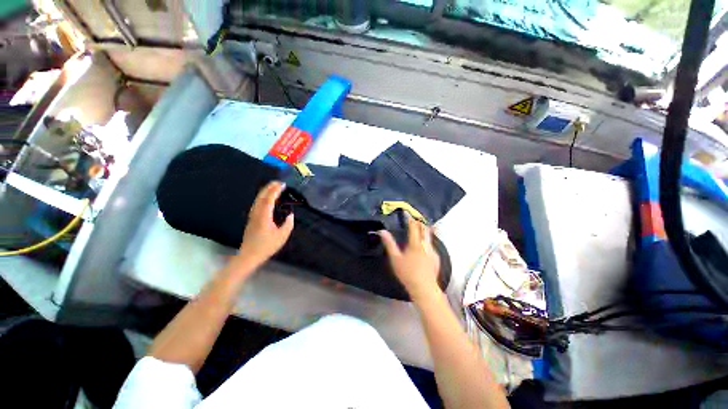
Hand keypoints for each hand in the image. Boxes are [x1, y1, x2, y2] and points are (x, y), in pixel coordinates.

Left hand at [235, 181, 293, 272]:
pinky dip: (263, 197)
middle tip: (278, 182)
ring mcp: (252, 216)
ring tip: (273, 187)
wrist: (249, 255)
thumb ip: (288, 224)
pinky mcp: (252, 219)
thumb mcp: (282, 236)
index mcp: (263, 216)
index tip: (282, 185)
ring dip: (265, 192)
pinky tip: (267, 199)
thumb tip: (290, 214)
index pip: (269, 199)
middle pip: (261, 196)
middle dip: (269, 187)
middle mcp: (256, 213)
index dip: (275, 190)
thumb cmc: (266, 246)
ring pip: (258, 200)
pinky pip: (257, 204)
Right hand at [379, 215, 441, 301]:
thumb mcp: (395, 259)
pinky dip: (427, 240)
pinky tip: (423, 244)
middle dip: (419, 222)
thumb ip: (389, 244)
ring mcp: (432, 250)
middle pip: (424, 228)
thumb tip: (382, 231)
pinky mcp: (436, 257)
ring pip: (429, 236)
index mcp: (415, 244)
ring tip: (419, 228)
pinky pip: (431, 244)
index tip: (407, 213)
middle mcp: (426, 244)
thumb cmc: (407, 273)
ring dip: (424, 230)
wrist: (424, 288)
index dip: (411, 218)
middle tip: (414, 218)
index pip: (414, 226)